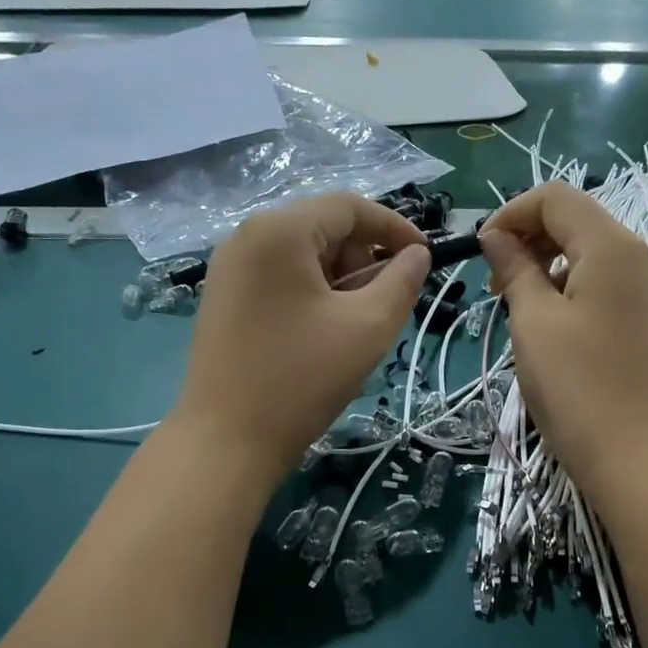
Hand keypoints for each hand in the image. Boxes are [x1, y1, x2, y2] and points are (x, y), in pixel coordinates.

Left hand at [174, 195, 429, 483]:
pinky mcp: (223, 296)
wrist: (227, 441)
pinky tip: (322, 330)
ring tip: (354, 323)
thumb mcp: (368, 327)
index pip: (349, 207)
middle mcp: (247, 235)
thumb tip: (416, 254)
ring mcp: (228, 267)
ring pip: (302, 253)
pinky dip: (311, 290)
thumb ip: (402, 281)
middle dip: (363, 257)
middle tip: (385, 302)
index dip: (394, 227)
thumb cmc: (302, 379)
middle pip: (323, 226)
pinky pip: (279, 275)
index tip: (425, 257)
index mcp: (279, 231)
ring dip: (339, 277)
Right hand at [480, 183, 647, 499]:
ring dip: (549, 266)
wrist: (642, 461)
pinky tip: (556, 328)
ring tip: (521, 309)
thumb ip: (514, 269)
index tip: (481, 253)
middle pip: (577, 221)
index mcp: (611, 246)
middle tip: (497, 286)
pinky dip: (574, 289)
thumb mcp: (533, 322)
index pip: (556, 197)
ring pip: (592, 254)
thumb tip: (496, 236)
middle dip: (529, 239)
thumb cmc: (578, 388)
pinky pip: (608, 284)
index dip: (511, 213)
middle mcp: (640, 257)